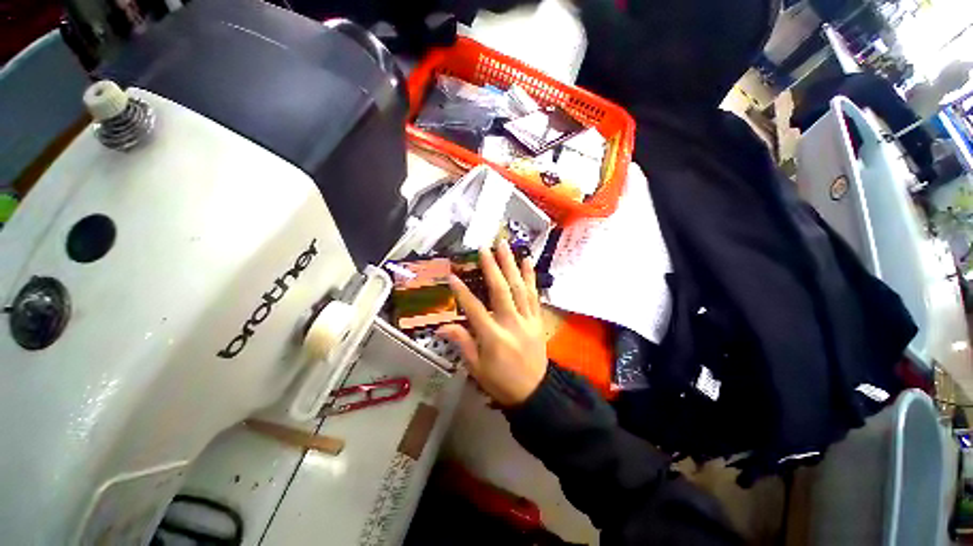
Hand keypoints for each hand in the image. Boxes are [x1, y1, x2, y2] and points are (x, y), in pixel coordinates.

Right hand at [438, 243, 547, 405]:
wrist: (535, 392)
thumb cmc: (501, 382)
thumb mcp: (477, 368)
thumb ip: (462, 343)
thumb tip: (442, 327)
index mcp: (493, 337)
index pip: (474, 309)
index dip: (462, 292)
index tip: (452, 275)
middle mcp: (512, 323)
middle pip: (501, 290)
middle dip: (492, 267)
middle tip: (485, 247)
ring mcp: (528, 319)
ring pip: (519, 287)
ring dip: (511, 265)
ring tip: (505, 246)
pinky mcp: (537, 319)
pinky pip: (534, 295)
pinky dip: (531, 277)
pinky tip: (527, 261)